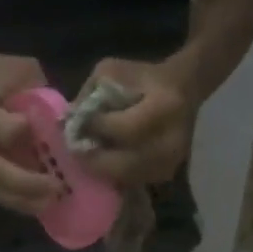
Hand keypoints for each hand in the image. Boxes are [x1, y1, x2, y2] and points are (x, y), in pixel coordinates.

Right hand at [0, 49, 59, 214]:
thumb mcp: (23, 72)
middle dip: (25, 182)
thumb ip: (41, 97)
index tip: (49, 139)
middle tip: (56, 189)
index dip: (21, 136)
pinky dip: (13, 200)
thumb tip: (70, 127)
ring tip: (48, 204)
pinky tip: (36, 205)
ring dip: (20, 199)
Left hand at [75, 58, 193, 186]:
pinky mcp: (167, 173)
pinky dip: (116, 174)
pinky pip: (134, 181)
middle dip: (95, 158)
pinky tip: (106, 161)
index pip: (123, 129)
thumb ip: (90, 93)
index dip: (97, 130)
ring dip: (104, 169)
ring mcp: (171, 161)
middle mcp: (170, 140)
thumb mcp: (114, 71)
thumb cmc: (144, 77)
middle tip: (76, 151)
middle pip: (124, 163)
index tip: (78, 126)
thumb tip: (68, 121)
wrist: (184, 89)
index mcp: (163, 107)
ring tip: (89, 157)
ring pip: (127, 176)